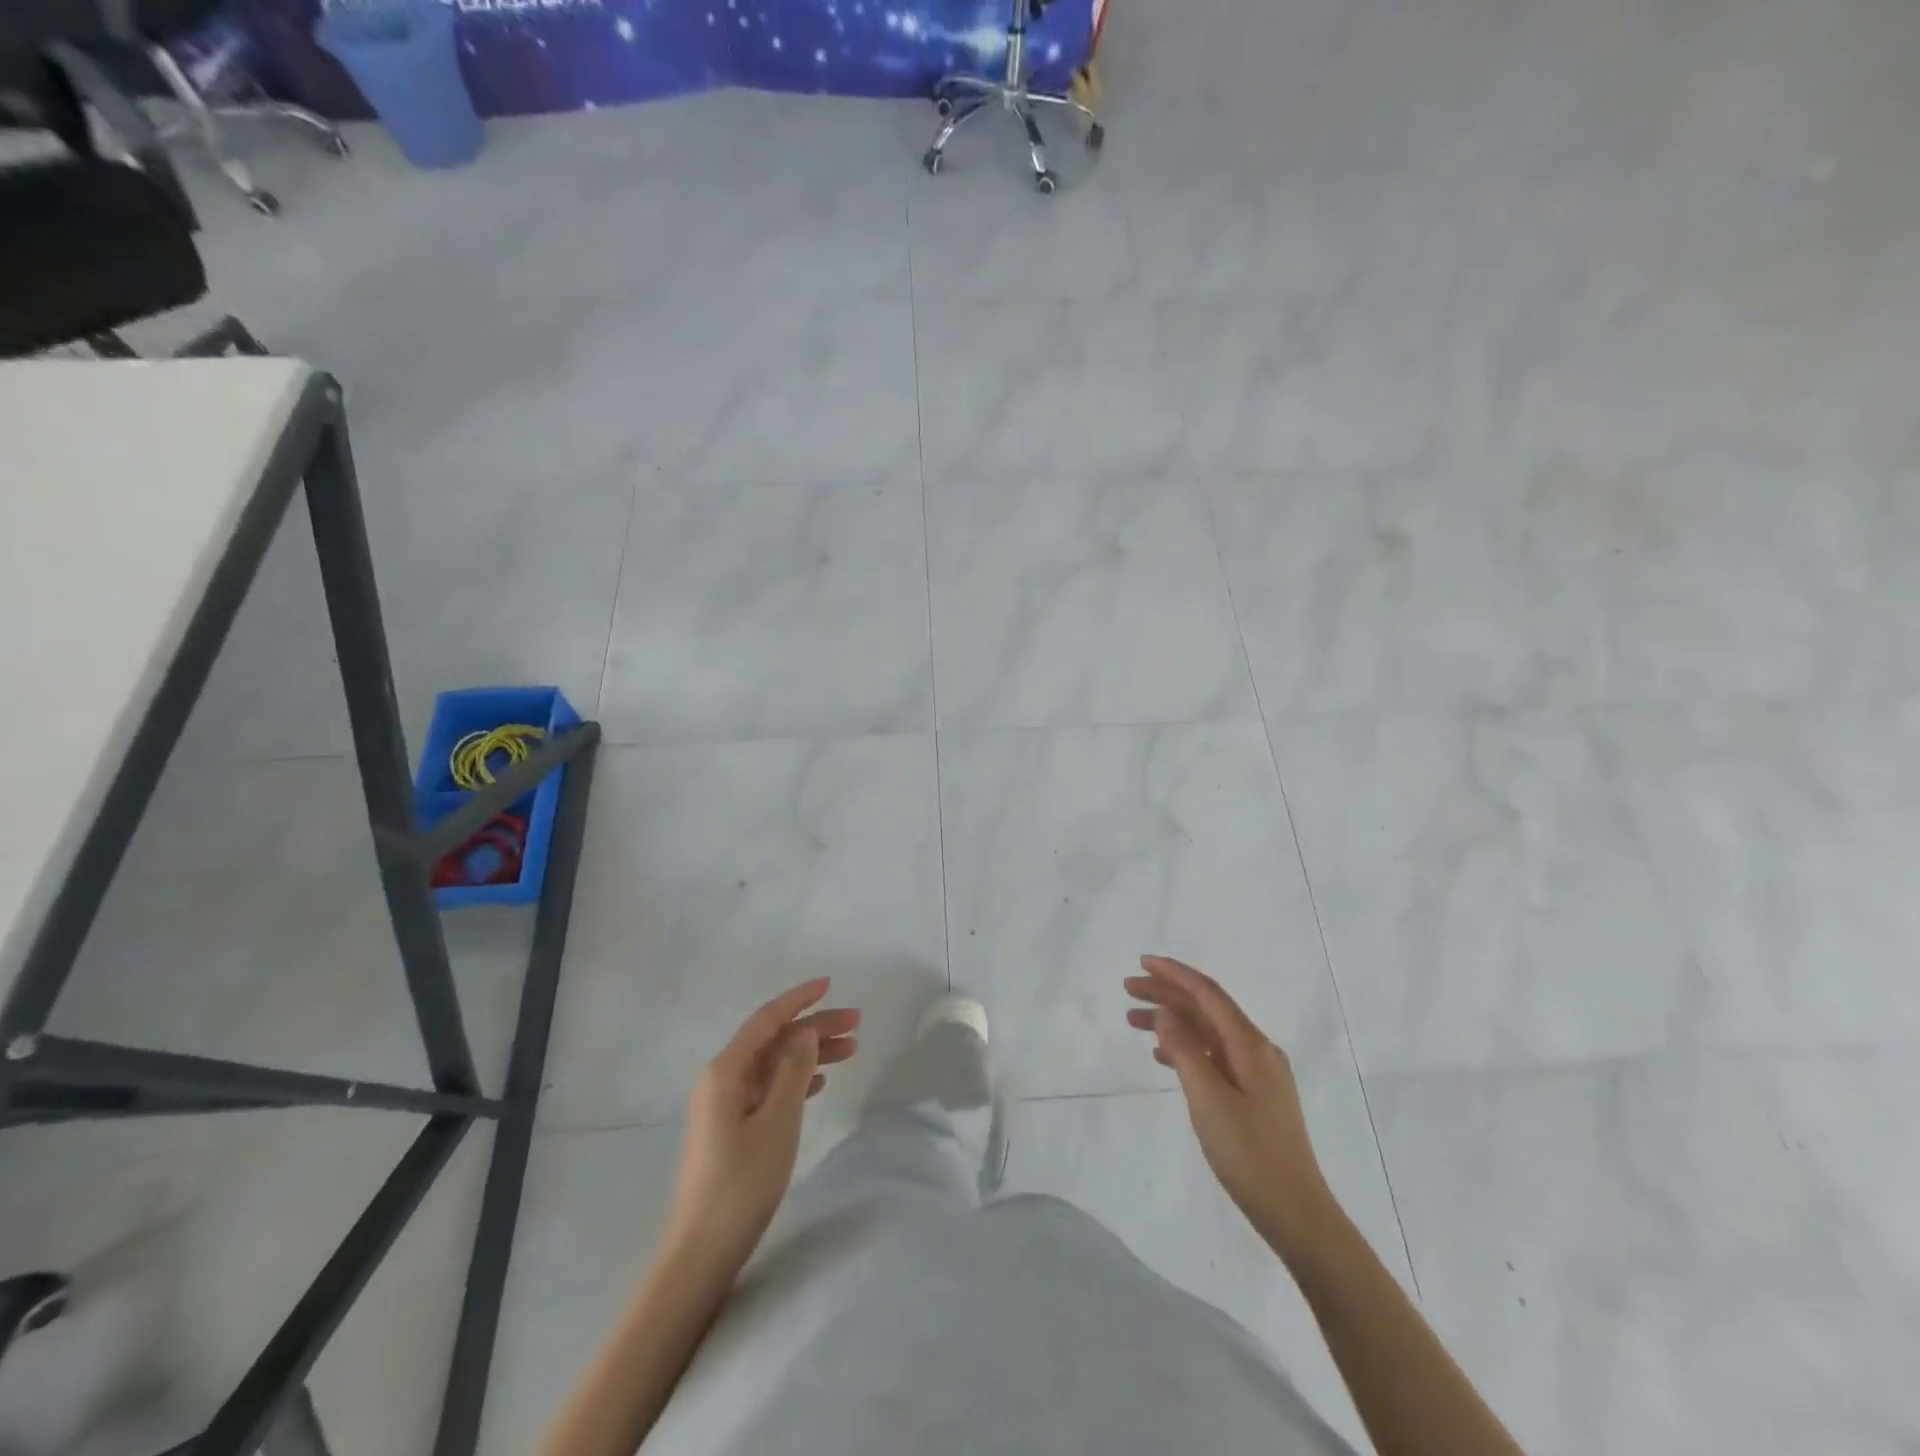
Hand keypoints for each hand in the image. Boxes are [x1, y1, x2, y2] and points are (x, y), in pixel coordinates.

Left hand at [665, 978, 859, 1271]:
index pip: (767, 1019)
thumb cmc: (742, 1182)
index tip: (830, 984)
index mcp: (726, 1071)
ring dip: (809, 1054)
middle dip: (814, 1027)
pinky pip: (769, 1088)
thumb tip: (805, 1033)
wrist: (702, 1251)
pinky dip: (795, 1079)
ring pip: (774, 1064)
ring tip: (850, 1051)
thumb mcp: (777, 1121)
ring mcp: (725, 1106)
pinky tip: (819, 1083)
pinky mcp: (732, 1129)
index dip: (799, 999)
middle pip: (773, 1040)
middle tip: (857, 1023)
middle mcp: (722, 1080)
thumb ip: (794, 1070)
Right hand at [1125, 955, 1337, 1261]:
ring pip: (1206, 1033)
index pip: (1208, 994)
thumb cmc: (1249, 1154)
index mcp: (1251, 1045)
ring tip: (1132, 1021)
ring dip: (1171, 1021)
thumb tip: (1165, 1013)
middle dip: (1167, 994)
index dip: (1175, 974)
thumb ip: (1184, 1051)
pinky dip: (1185, 1048)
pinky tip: (1161, 1056)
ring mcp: (1256, 1074)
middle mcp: (1256, 1050)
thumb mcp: (1208, 1100)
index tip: (1142, 961)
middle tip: (1127, 989)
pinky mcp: (1252, 1095)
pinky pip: (1213, 1056)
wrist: (1296, 1213)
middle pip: (1206, 1009)